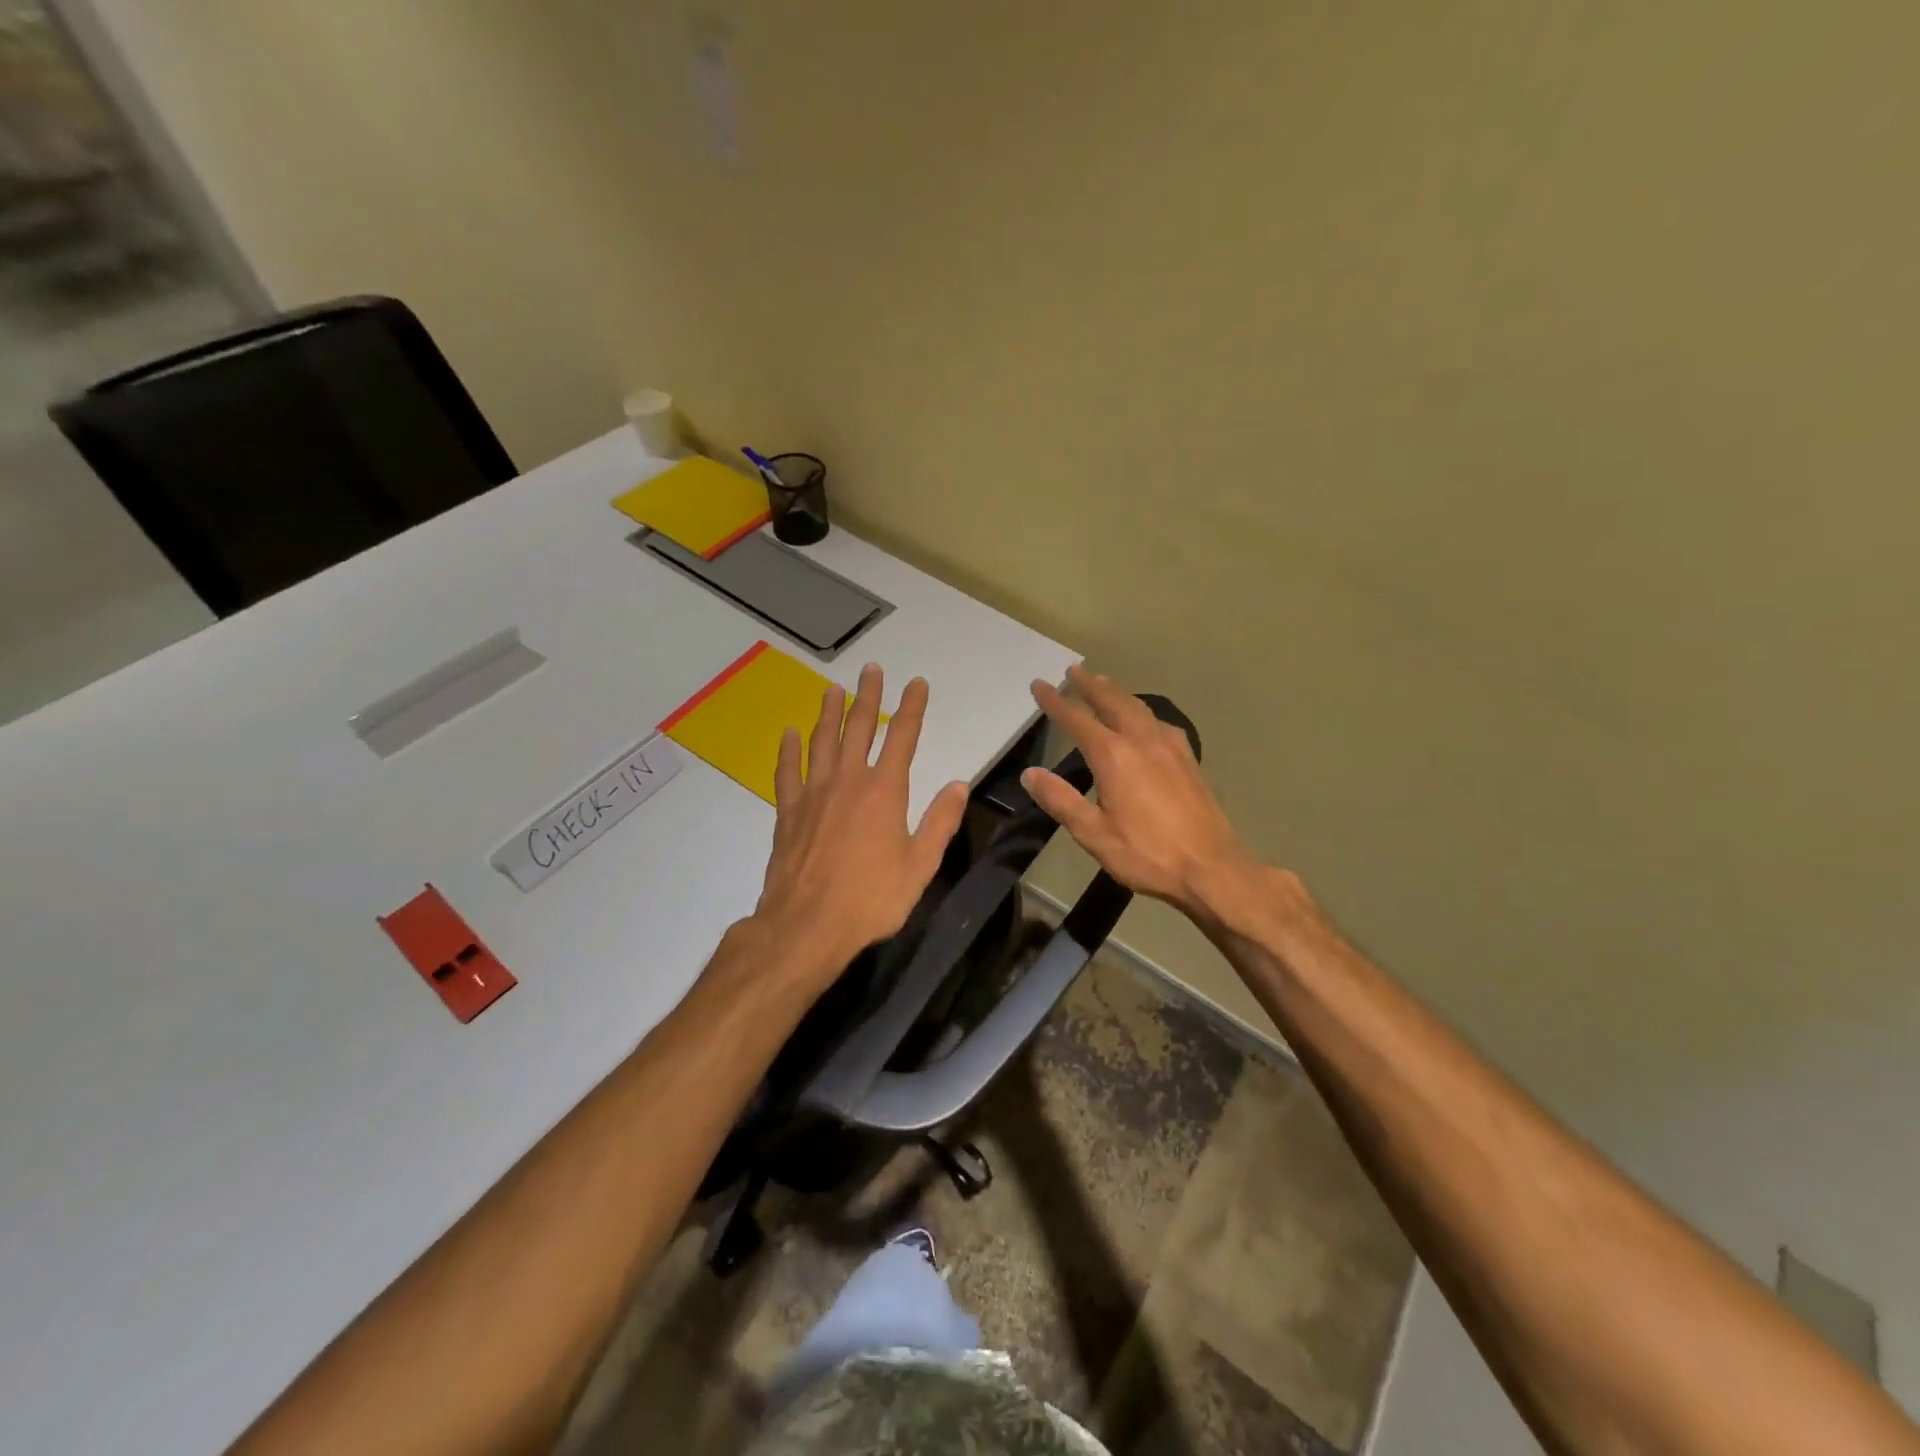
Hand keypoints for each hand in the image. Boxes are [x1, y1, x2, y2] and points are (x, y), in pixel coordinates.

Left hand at [751, 664, 968, 990]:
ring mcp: (813, 793)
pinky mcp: (788, 811)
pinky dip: (788, 749)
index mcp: (885, 791)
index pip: (903, 737)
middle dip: (868, 696)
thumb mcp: (920, 865)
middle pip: (859, 727)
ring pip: (821, 741)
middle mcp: (848, 780)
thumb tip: (958, 784)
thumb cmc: (872, 899)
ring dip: (828, 712)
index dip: (912, 707)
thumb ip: (939, 821)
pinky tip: (789, 733)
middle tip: (872, 670)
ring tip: (833, 689)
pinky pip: (787, 771)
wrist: (807, 926)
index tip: (917, 684)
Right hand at [1024, 665, 1258, 916]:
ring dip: (1117, 693)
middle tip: (1074, 670)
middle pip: (1112, 703)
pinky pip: (1160, 723)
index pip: (1077, 720)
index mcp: (1114, 756)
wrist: (1211, 868)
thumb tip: (1031, 774)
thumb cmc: (1147, 853)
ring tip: (1104, 684)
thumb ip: (1061, 800)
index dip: (1055, 702)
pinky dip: (1143, 711)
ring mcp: (1170, 748)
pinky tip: (1146, 719)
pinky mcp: (1188, 760)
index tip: (1039, 685)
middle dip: (1090, 686)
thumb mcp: (1094, 833)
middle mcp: (1142, 741)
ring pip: (1139, 708)